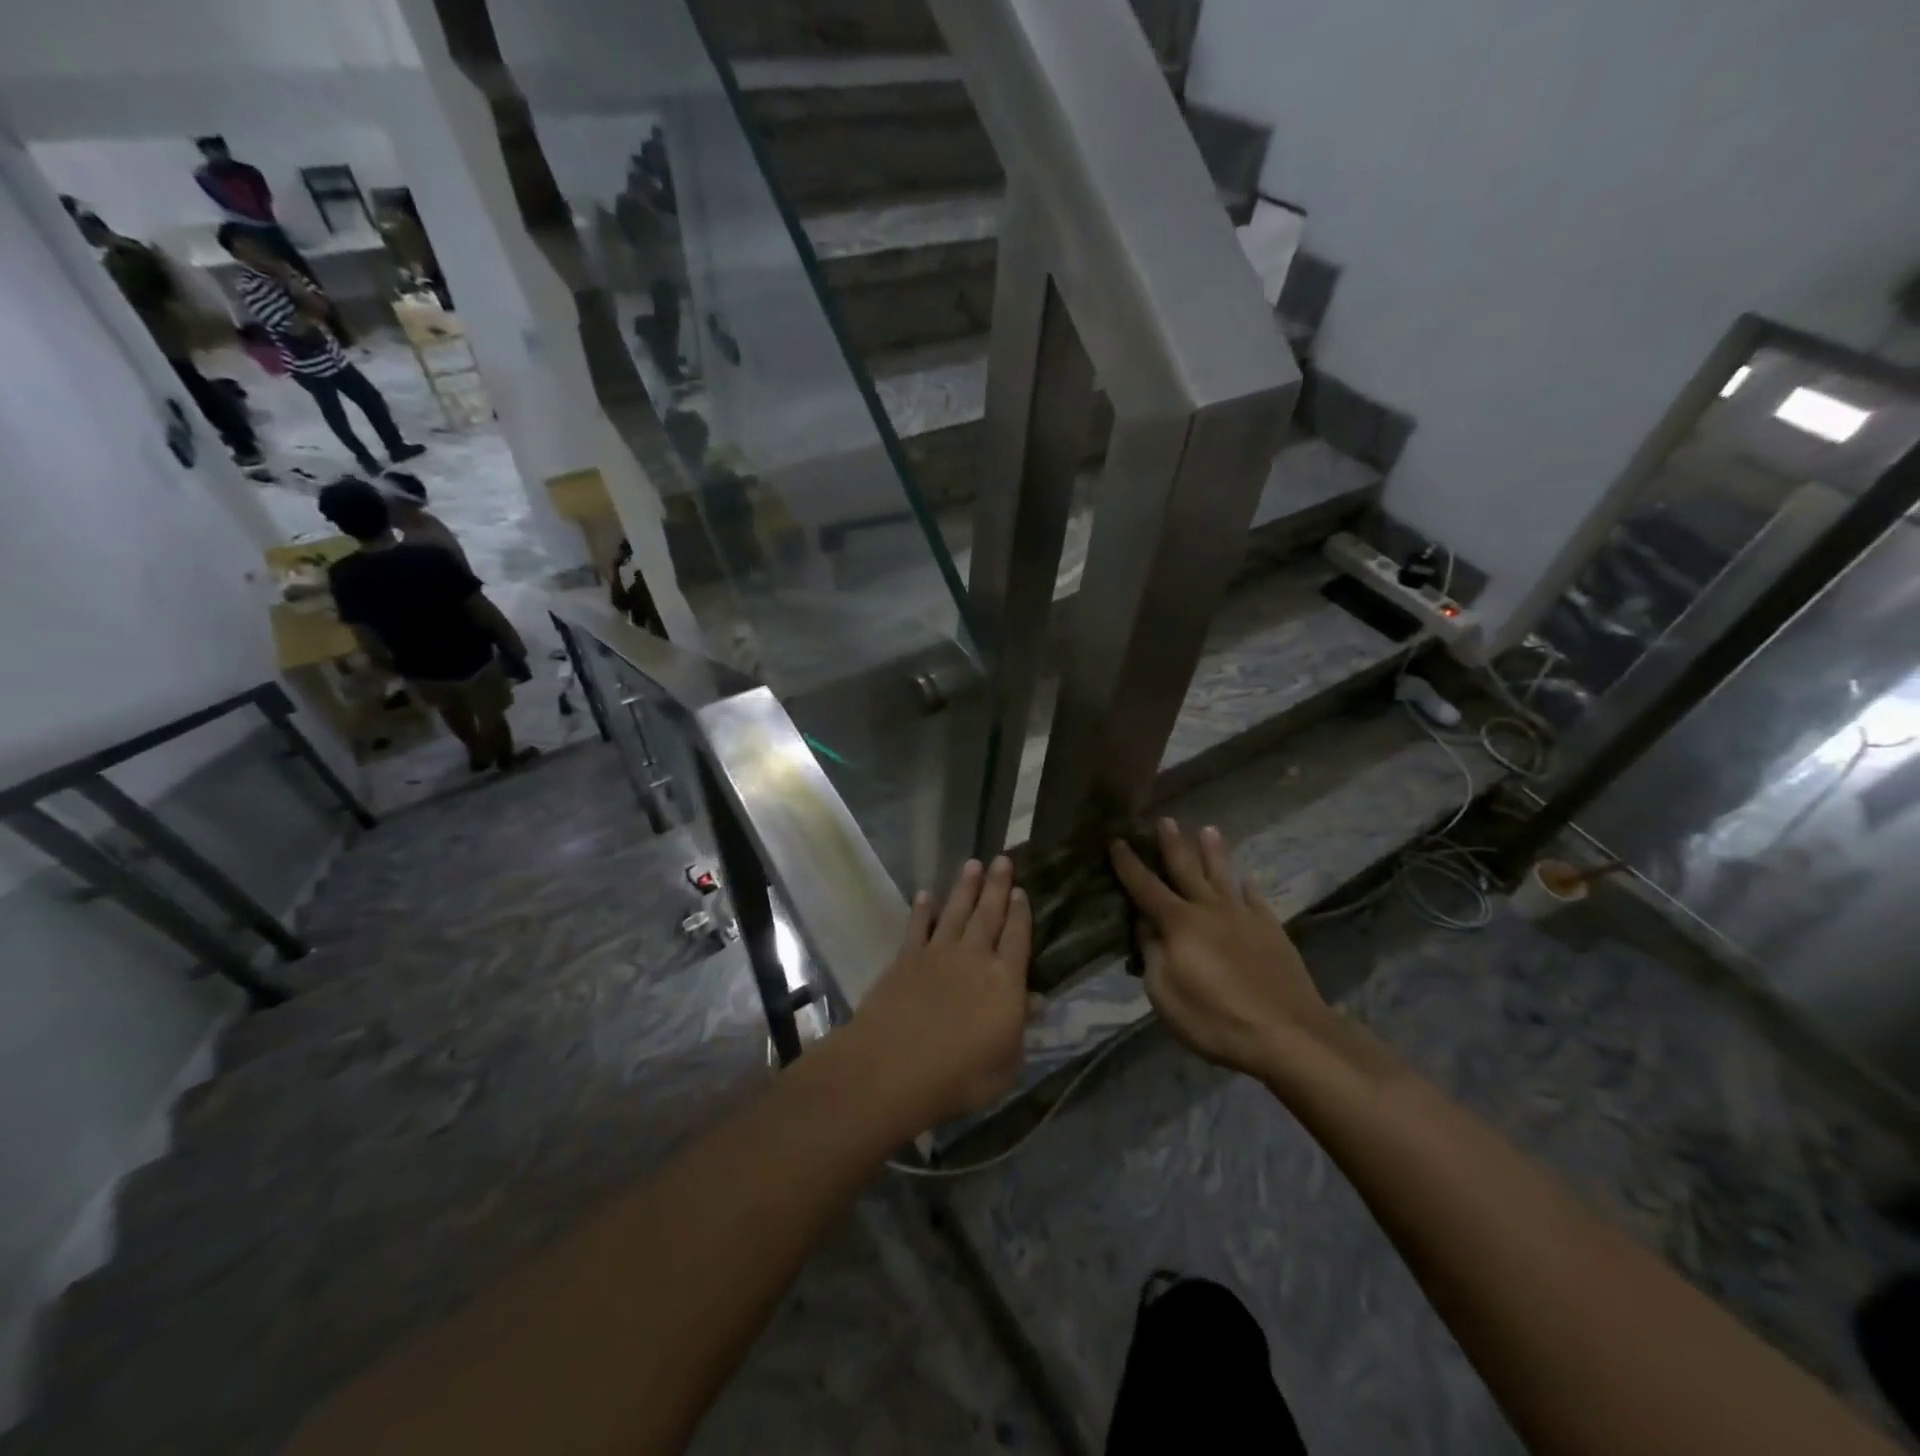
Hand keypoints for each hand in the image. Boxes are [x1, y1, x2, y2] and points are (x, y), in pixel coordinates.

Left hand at [849, 857, 1032, 1129]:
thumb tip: (1036, 1000)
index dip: (1021, 913)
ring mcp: (937, 954)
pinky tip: (925, 894)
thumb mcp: (1006, 1063)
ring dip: (964, 887)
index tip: (1022, 890)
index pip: (1018, 938)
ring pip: (955, 912)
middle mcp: (974, 957)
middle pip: (988, 914)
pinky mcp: (905, 958)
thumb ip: (1019, 1027)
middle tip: (1003, 859)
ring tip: (973, 864)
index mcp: (1005, 981)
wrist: (893, 1066)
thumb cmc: (959, 1076)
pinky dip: (922, 910)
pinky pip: (917, 927)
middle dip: (997, 886)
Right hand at [1110, 819, 1332, 1077]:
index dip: (1128, 864)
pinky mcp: (1271, 931)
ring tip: (1208, 829)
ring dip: (1214, 852)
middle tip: (1165, 819)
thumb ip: (1152, 954)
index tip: (1116, 840)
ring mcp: (1243, 917)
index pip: (1145, 887)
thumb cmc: (1215, 1018)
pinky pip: (1257, 900)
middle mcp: (1209, 909)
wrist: (1288, 1034)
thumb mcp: (1164, 994)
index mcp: (1178, 923)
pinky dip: (1250, 886)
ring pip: (1223, 876)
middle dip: (1172, 844)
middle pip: (1186, 869)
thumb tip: (1145, 926)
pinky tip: (1248, 877)